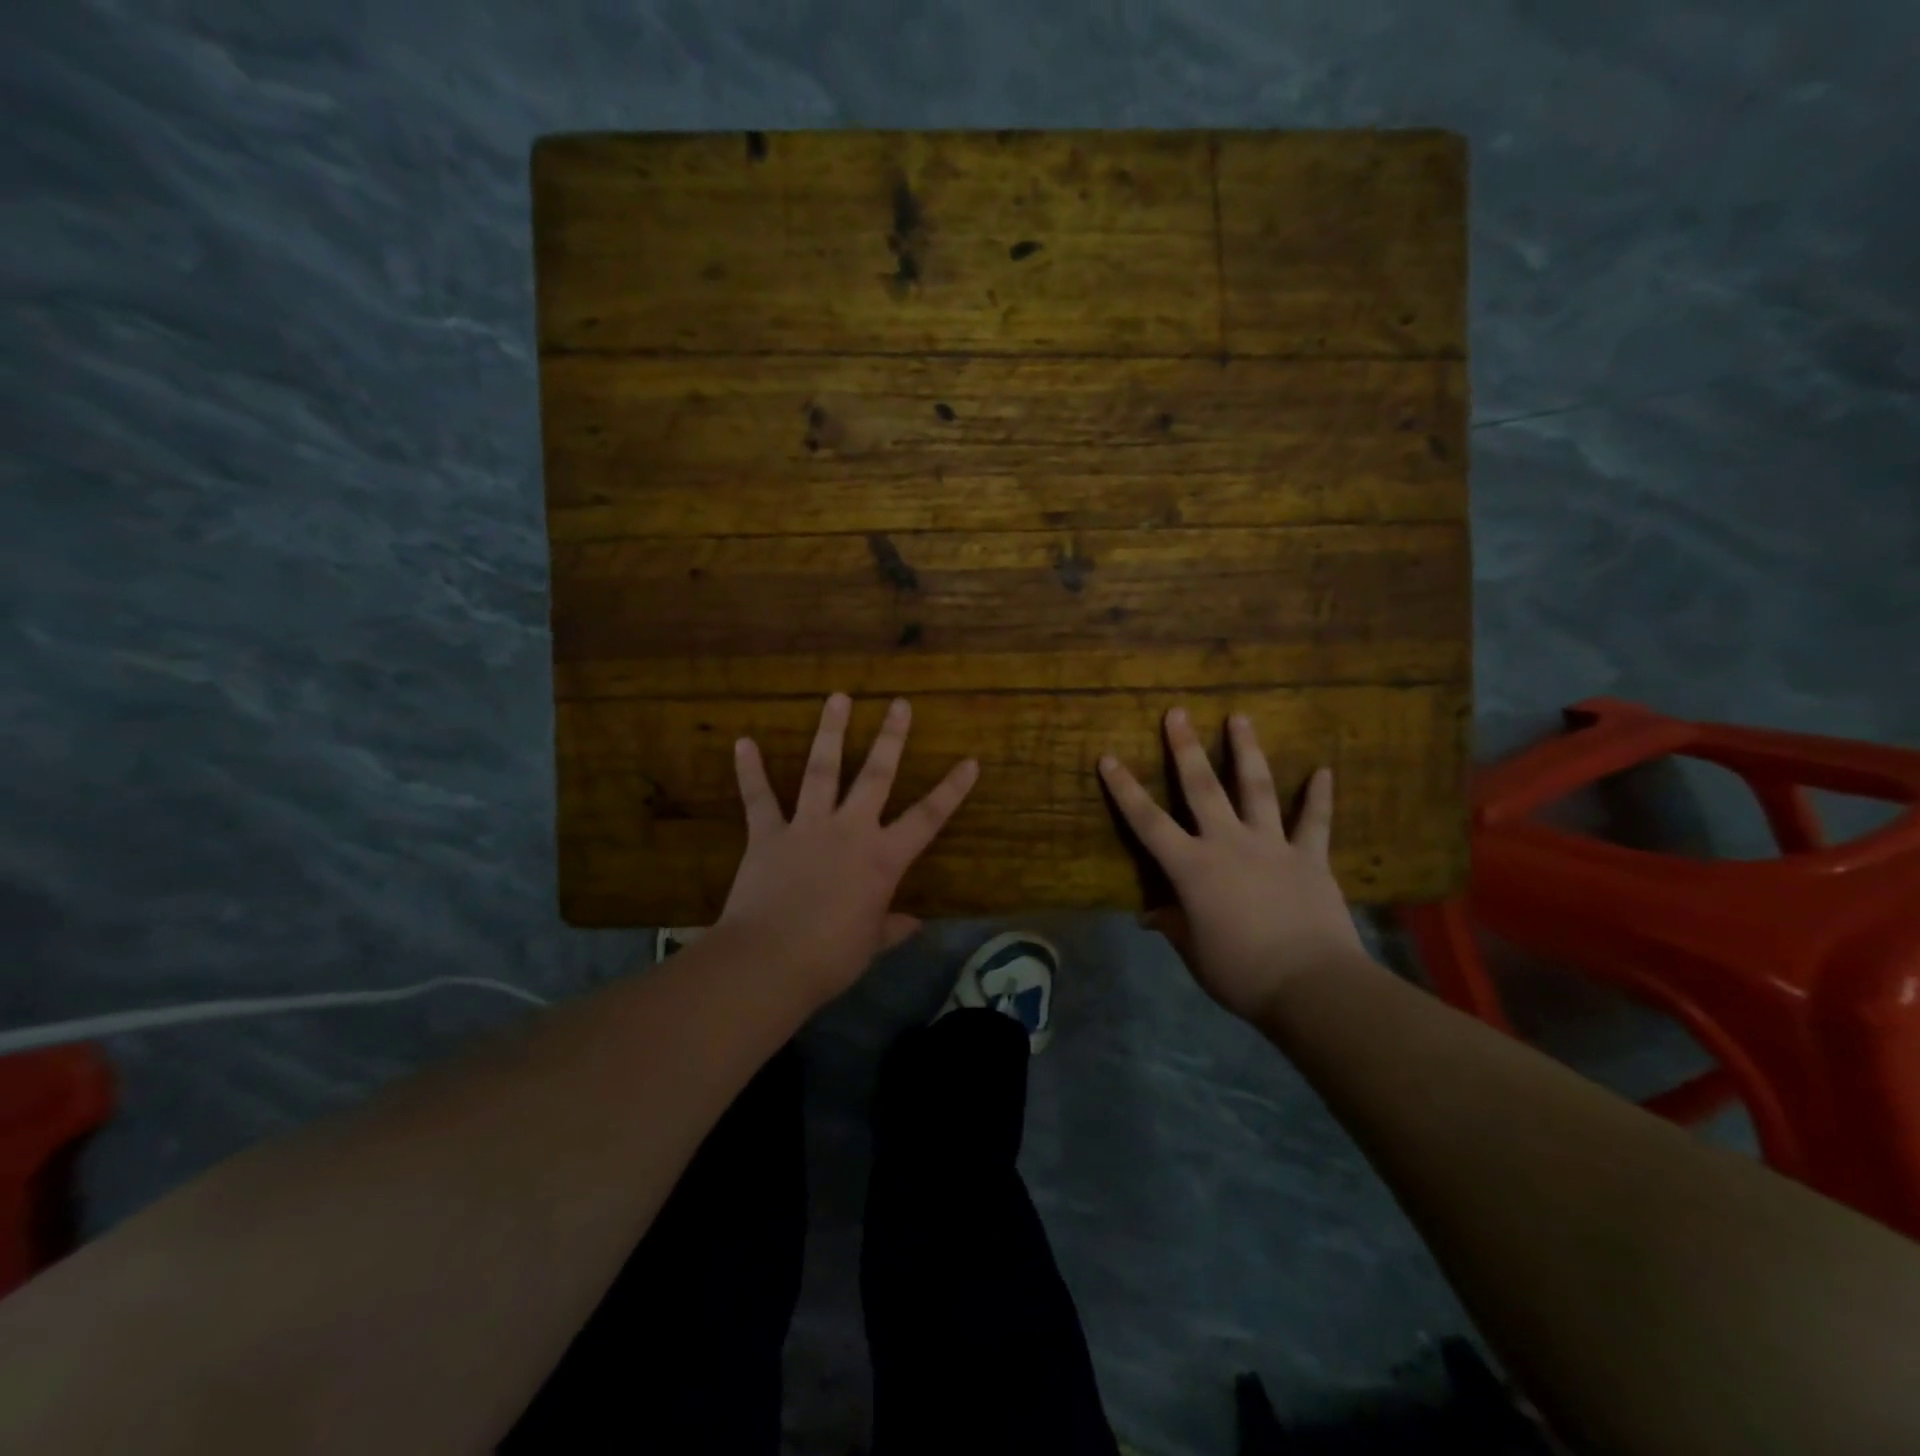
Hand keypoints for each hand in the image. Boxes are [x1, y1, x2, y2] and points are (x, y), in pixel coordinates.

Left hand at [718, 693, 978, 1006]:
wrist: (769, 961)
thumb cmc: (830, 958)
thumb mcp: (870, 945)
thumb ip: (892, 927)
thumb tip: (914, 924)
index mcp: (882, 859)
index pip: (927, 818)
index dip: (951, 790)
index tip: (970, 761)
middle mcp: (850, 831)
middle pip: (875, 775)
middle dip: (890, 738)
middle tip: (899, 704)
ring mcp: (807, 827)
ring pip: (822, 770)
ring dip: (830, 732)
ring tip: (837, 697)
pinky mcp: (767, 835)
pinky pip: (759, 798)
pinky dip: (750, 770)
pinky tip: (743, 741)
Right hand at [1098, 707, 1370, 1024]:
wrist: (1313, 986)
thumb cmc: (1241, 973)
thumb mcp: (1194, 952)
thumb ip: (1173, 925)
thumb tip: (1149, 916)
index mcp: (1193, 868)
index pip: (1148, 822)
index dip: (1125, 790)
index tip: (1108, 757)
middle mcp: (1228, 844)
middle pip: (1202, 788)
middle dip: (1186, 748)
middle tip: (1177, 712)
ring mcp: (1272, 846)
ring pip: (1256, 789)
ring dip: (1247, 751)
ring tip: (1240, 717)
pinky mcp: (1310, 858)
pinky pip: (1315, 822)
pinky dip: (1319, 796)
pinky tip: (1324, 771)